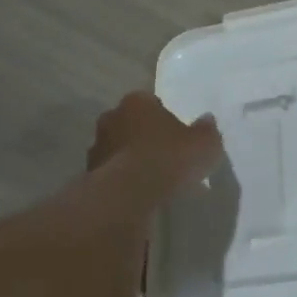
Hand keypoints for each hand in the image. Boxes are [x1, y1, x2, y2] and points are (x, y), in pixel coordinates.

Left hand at [88, 92, 221, 188]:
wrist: (129, 193)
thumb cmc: (169, 158)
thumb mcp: (204, 144)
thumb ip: (206, 131)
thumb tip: (207, 121)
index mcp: (137, 101)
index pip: (151, 102)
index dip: (164, 118)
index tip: (176, 136)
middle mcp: (112, 117)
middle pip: (131, 123)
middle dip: (143, 136)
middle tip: (163, 156)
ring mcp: (97, 146)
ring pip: (118, 148)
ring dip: (130, 158)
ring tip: (150, 179)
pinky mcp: (89, 174)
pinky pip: (110, 172)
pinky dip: (121, 180)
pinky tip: (137, 194)